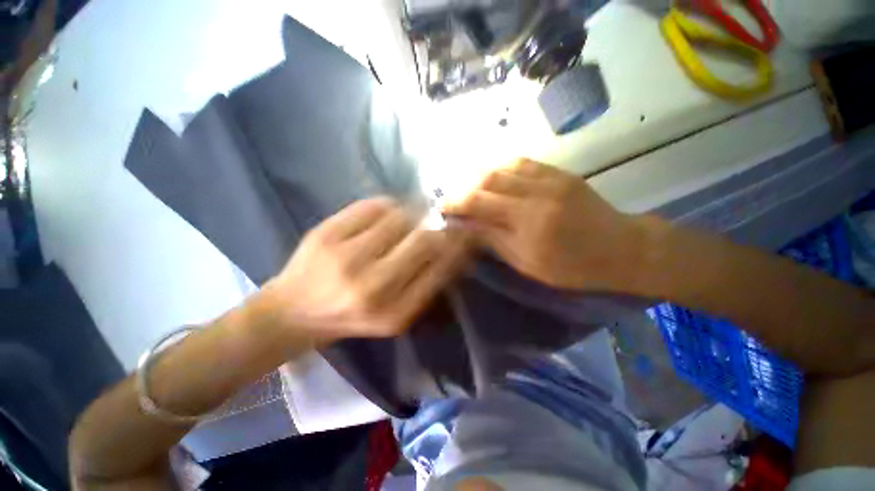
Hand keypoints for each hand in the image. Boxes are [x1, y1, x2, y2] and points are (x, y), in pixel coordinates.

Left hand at [263, 197, 467, 343]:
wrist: (292, 313)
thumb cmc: (351, 317)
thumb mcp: (395, 315)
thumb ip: (425, 285)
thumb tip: (453, 248)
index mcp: (394, 312)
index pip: (440, 268)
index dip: (456, 245)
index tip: (464, 232)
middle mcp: (373, 286)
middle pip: (423, 238)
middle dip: (439, 224)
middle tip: (442, 218)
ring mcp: (347, 257)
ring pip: (400, 217)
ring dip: (414, 211)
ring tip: (414, 213)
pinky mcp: (327, 233)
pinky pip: (373, 205)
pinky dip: (388, 204)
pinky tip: (388, 211)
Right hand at [445, 159, 643, 291]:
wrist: (621, 248)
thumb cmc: (572, 267)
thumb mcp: (528, 263)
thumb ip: (494, 240)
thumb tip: (466, 226)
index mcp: (528, 222)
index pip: (480, 203)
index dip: (457, 203)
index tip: (443, 208)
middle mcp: (536, 193)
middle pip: (488, 181)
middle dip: (464, 188)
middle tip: (453, 198)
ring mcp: (550, 179)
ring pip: (503, 167)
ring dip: (479, 176)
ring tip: (469, 188)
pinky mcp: (559, 173)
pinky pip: (523, 162)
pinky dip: (501, 167)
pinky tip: (492, 175)